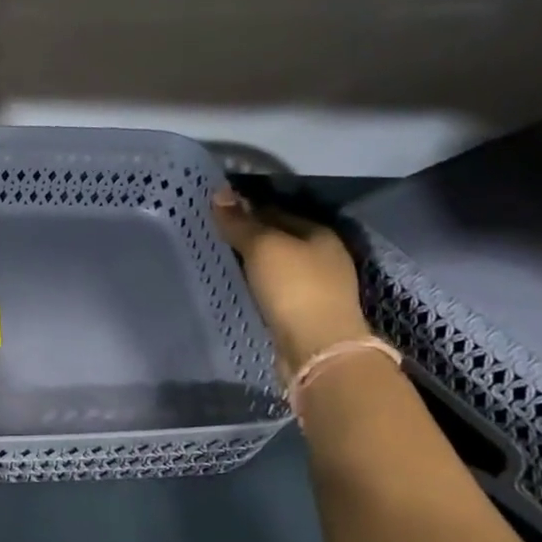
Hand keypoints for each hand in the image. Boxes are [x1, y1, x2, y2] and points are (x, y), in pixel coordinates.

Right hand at [211, 189, 371, 376]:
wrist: (317, 348)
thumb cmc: (294, 288)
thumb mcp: (262, 247)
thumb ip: (240, 222)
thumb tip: (219, 192)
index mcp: (319, 233)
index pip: (276, 211)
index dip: (247, 208)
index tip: (218, 210)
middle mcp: (324, 256)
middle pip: (281, 237)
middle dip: (252, 234)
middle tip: (217, 234)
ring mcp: (320, 287)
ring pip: (280, 264)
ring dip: (257, 261)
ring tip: (225, 259)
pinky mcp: (309, 313)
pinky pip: (279, 289)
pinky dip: (262, 284)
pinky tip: (244, 286)